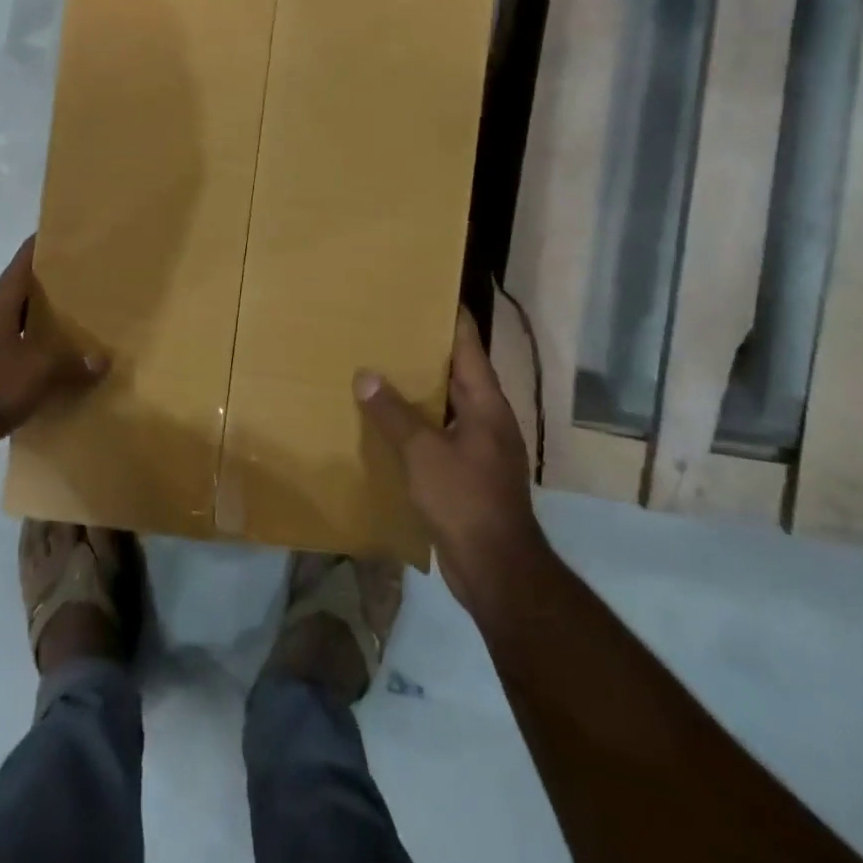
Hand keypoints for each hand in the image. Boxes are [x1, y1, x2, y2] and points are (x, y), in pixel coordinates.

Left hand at [0, 237, 108, 482]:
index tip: (74, 236)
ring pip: (25, 337)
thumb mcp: (38, 368)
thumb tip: (102, 360)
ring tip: (90, 337)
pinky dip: (42, 375)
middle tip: (97, 291)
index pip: (24, 261)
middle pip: (27, 299)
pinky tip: (68, 384)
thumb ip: (72, 362)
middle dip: (59, 294)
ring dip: (51, 338)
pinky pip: (21, 372)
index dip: (46, 245)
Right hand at [355, 306, 543, 614]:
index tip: (430, 292)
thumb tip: (365, 374)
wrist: (496, 569)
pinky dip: (417, 423)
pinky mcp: (468, 474)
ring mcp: (481, 448)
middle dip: (427, 351)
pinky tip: (387, 422)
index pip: (470, 347)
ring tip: (381, 368)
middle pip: (458, 373)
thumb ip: (393, 412)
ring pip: (446, 405)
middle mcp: (487, 420)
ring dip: (419, 389)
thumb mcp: (422, 451)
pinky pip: (439, 435)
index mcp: (486, 404)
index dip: (453, 318)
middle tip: (390, 327)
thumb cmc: (465, 499)